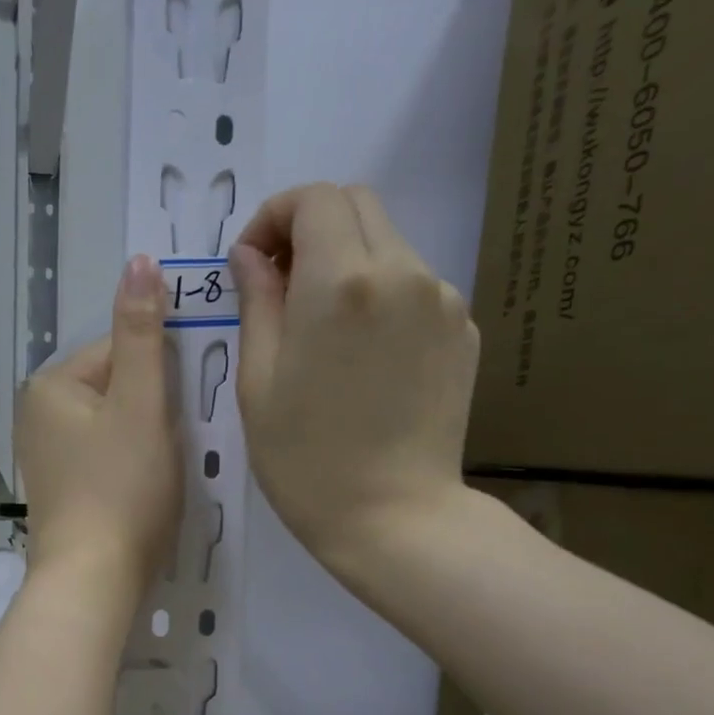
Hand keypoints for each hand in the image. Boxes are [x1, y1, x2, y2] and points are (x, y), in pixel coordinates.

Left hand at [16, 255, 181, 601]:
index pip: (120, 349)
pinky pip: (103, 458)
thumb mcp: (141, 403)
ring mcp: (44, 455)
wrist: (93, 580)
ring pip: (113, 424)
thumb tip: (139, 260)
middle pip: (116, 388)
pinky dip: (128, 467)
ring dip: (145, 439)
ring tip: (160, 474)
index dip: (160, 377)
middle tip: (173, 449)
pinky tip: (142, 492)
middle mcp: (36, 413)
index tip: (179, 414)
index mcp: (51, 384)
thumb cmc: (122, 488)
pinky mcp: (59, 490)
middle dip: (152, 410)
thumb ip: (141, 332)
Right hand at [229, 182, 477, 570]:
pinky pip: (413, 286)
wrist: (393, 516)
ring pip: (387, 244)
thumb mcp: (258, 382)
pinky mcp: (462, 329)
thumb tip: (250, 257)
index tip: (253, 262)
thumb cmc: (306, 460)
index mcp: (341, 282)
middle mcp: (402, 272)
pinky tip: (362, 356)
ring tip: (321, 329)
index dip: (274, 216)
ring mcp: (442, 299)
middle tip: (280, 283)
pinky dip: (380, 296)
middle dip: (309, 228)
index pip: (313, 198)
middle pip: (356, 206)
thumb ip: (256, 302)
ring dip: (346, 262)